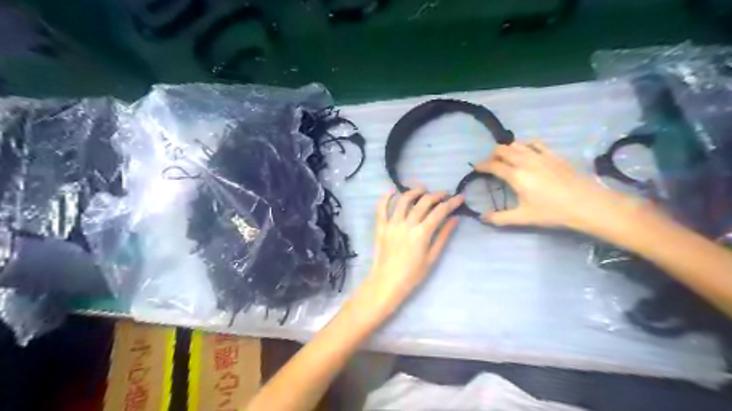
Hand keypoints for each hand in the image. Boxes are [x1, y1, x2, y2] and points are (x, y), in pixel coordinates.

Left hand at [360, 189, 461, 314]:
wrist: (387, 283)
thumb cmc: (412, 275)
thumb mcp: (432, 257)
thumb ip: (443, 236)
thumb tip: (455, 219)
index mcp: (422, 233)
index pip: (440, 211)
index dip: (452, 202)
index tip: (460, 197)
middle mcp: (407, 224)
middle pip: (424, 202)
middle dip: (437, 195)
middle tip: (444, 195)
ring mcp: (392, 224)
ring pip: (404, 200)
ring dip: (415, 191)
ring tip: (423, 189)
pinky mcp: (381, 226)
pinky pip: (381, 207)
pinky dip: (386, 196)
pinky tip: (393, 190)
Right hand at [476, 140, 634, 231]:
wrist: (586, 204)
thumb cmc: (552, 212)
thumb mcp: (523, 218)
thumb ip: (500, 218)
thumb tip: (481, 218)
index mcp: (516, 176)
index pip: (493, 165)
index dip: (482, 165)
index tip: (476, 167)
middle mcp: (525, 161)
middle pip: (503, 149)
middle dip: (493, 155)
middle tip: (491, 164)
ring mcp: (540, 155)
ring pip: (517, 143)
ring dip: (508, 148)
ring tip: (507, 157)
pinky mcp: (554, 154)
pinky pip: (535, 143)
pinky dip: (526, 144)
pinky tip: (527, 151)